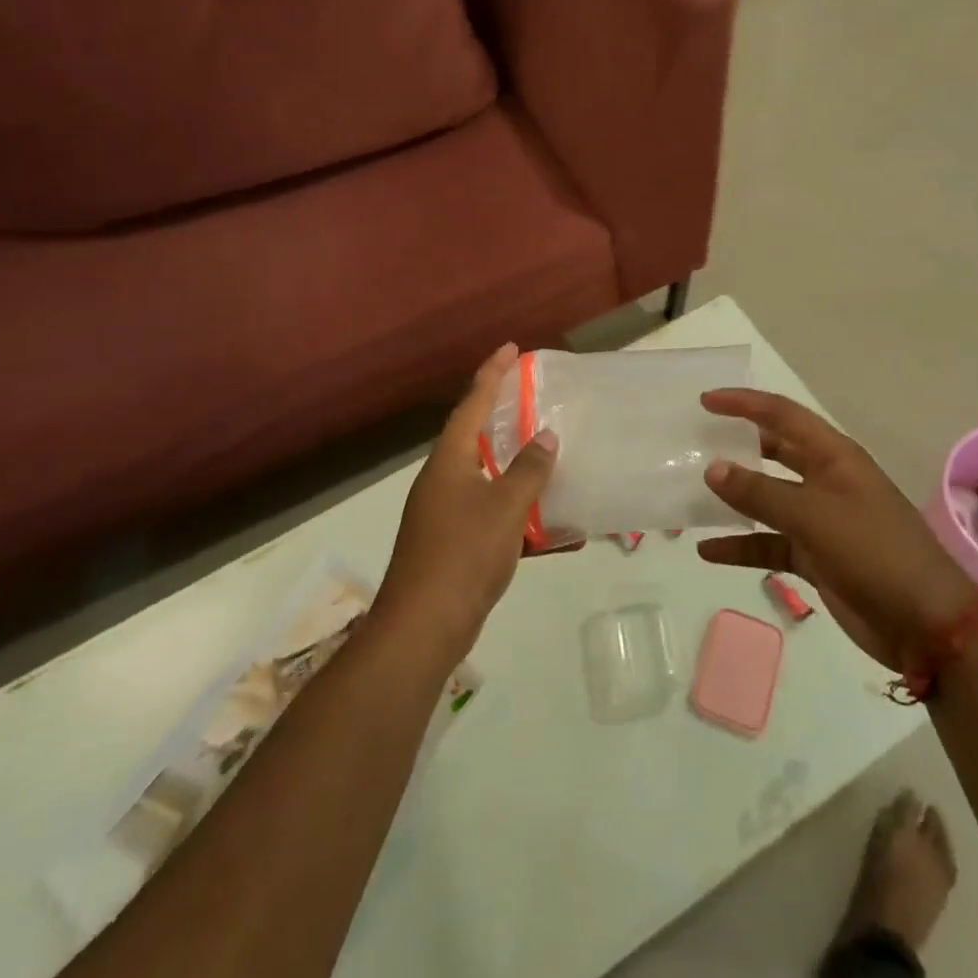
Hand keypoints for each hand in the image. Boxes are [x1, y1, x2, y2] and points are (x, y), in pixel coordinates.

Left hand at [375, 344, 557, 662]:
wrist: (423, 628)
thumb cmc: (464, 555)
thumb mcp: (506, 507)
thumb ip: (529, 469)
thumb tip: (545, 436)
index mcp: (449, 461)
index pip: (471, 404)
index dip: (492, 374)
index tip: (511, 348)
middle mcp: (443, 480)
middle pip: (474, 436)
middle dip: (502, 415)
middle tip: (533, 397)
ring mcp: (444, 514)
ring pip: (486, 477)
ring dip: (516, 467)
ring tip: (548, 455)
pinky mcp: (453, 545)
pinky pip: (492, 515)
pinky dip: (520, 515)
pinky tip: (555, 531)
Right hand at [695, 390, 977, 670]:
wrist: (926, 625)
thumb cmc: (874, 552)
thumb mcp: (813, 516)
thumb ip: (760, 492)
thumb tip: (712, 468)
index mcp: (833, 456)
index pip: (782, 415)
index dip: (744, 403)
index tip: (705, 402)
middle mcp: (825, 480)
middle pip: (774, 452)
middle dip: (738, 446)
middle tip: (695, 443)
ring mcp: (821, 520)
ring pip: (768, 499)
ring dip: (734, 499)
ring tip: (692, 494)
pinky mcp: (816, 557)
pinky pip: (769, 543)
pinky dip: (741, 546)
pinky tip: (707, 551)